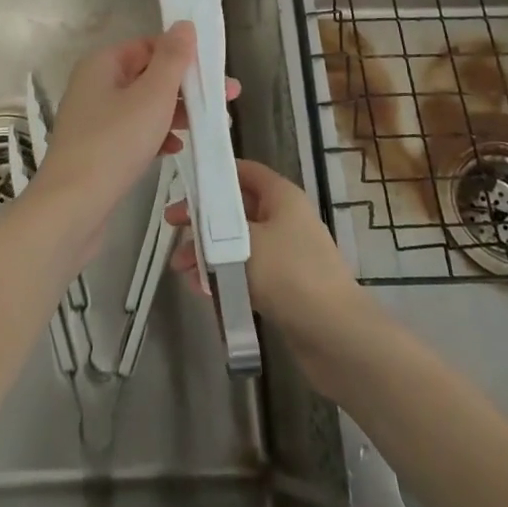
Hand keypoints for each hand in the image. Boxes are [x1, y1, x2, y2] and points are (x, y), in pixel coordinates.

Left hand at [28, 22, 237, 250]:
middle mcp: (95, 84)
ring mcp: (94, 118)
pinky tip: (176, 149)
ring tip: (209, 125)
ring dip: (176, 112)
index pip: (149, 45)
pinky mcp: (98, 148)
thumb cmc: (115, 143)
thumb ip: (172, 59)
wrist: (72, 206)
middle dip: (186, 86)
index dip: (183, 54)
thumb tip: (184, 25)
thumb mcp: (152, 96)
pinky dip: (156, 135)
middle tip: (227, 98)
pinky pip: (134, 131)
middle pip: (148, 75)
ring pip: (143, 105)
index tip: (216, 71)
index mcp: (103, 63)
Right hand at [167, 159, 368, 384]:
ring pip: (238, 244)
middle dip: (203, 219)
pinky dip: (225, 276)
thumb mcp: (244, 242)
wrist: (335, 334)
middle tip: (172, 227)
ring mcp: (287, 253)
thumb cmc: (289, 274)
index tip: (185, 184)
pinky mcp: (285, 286)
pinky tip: (203, 292)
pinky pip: (247, 272)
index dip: (215, 174)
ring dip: (208, 253)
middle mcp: (285, 219)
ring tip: (182, 270)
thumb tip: (198, 224)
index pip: (245, 171)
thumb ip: (215, 228)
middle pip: (237, 209)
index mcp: (282, 196)